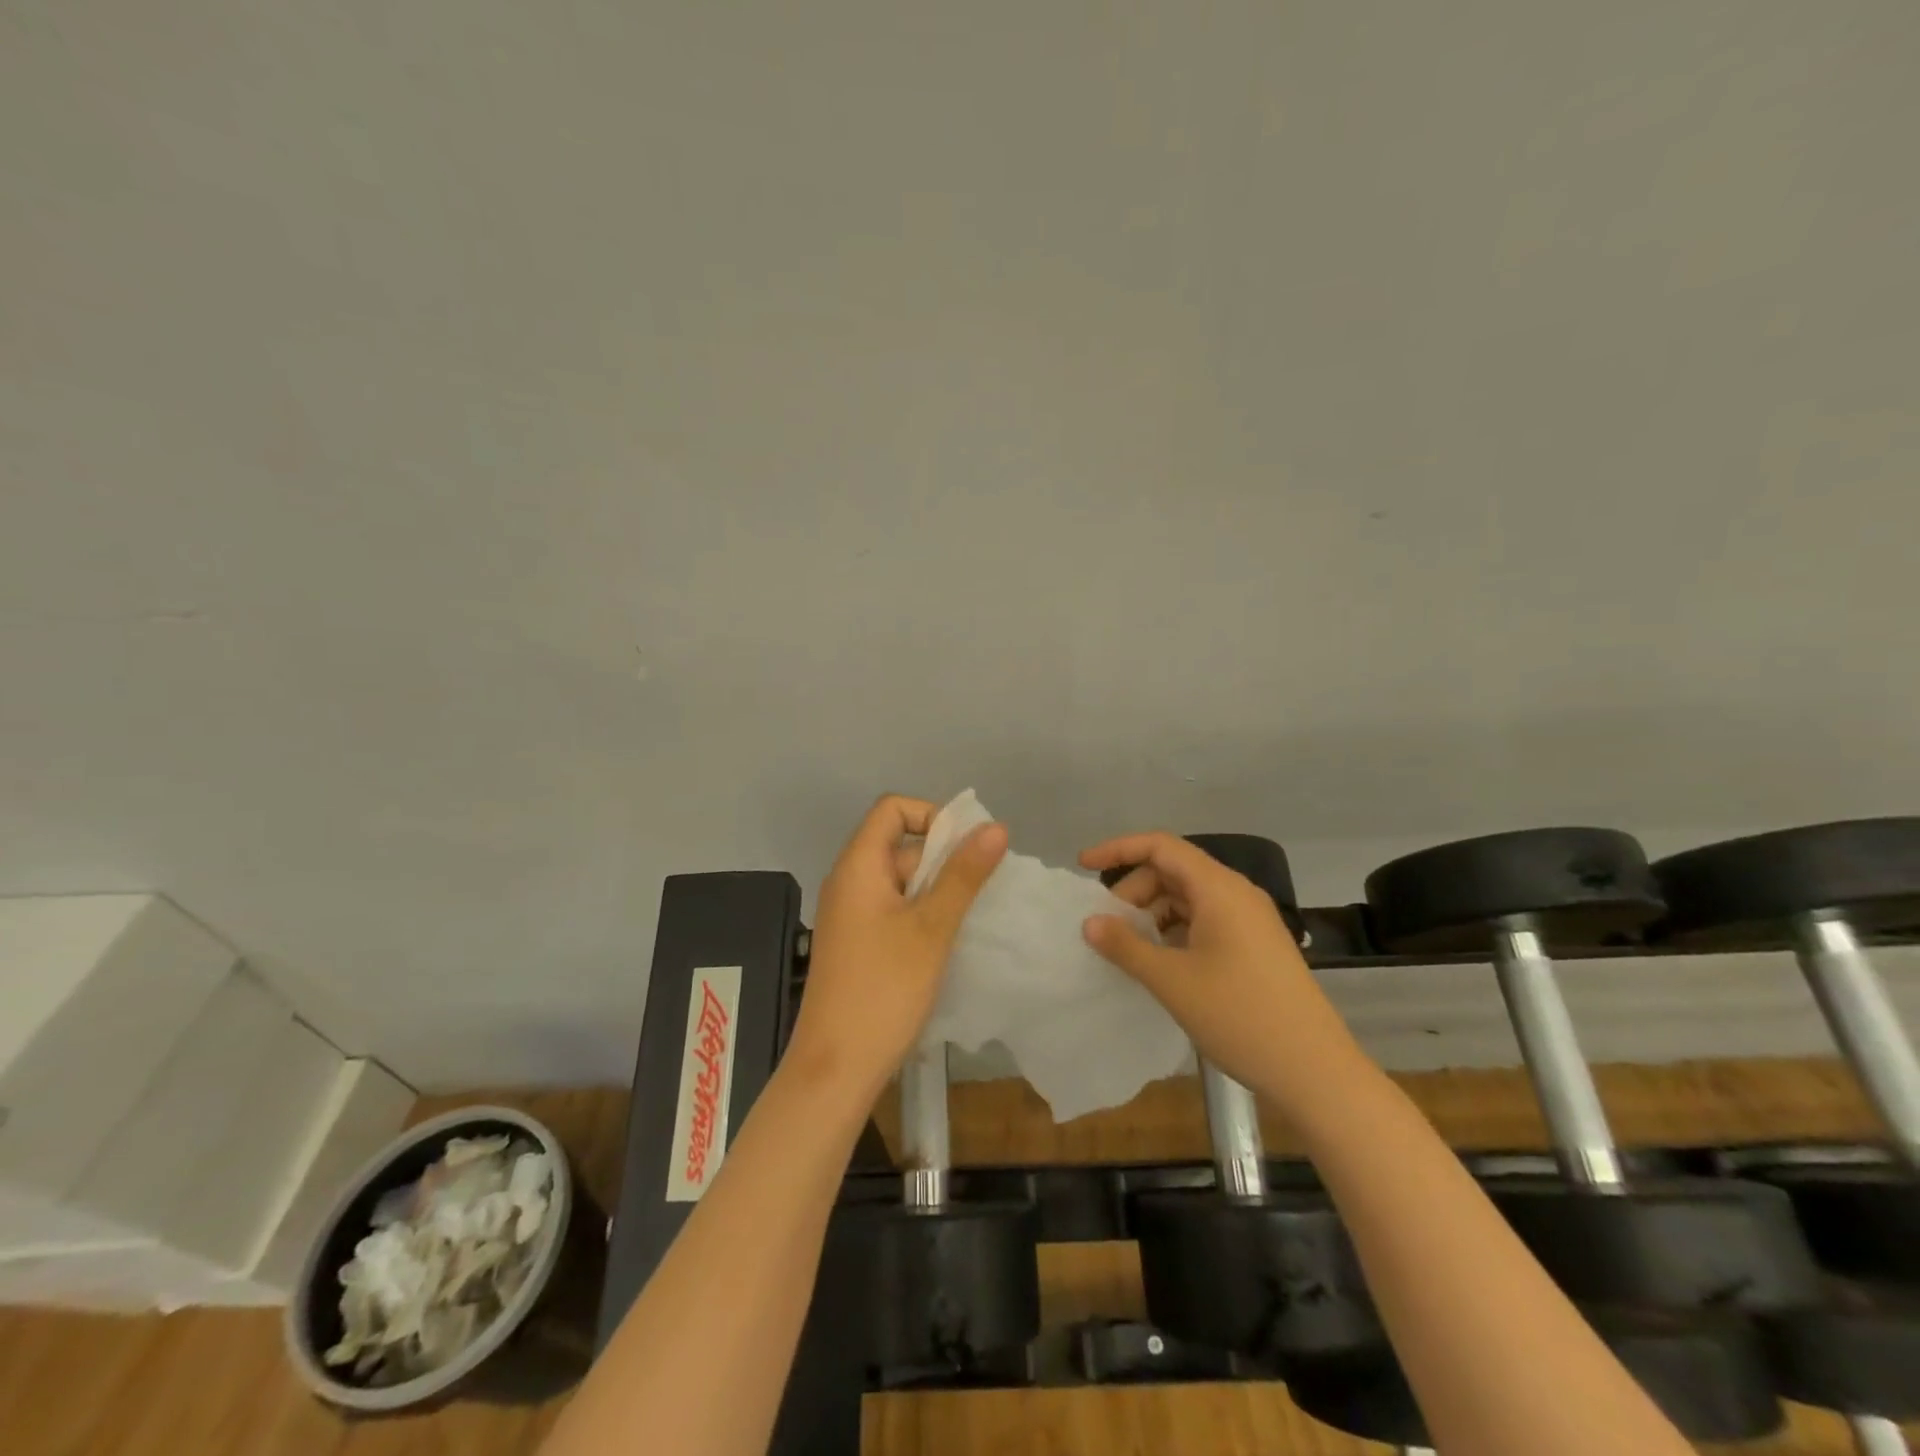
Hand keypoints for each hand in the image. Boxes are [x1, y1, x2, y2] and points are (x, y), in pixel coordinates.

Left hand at [785, 795, 1007, 1106]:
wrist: (835, 1068)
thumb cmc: (884, 989)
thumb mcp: (932, 927)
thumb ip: (963, 874)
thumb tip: (995, 826)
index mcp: (858, 865)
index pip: (892, 808)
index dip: (932, 815)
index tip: (966, 849)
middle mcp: (848, 881)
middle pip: (898, 843)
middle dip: (942, 858)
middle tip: (979, 891)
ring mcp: (849, 914)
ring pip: (899, 880)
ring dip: (936, 889)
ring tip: (968, 918)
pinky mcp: (855, 942)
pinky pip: (892, 909)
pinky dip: (921, 913)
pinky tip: (945, 942)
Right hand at [1080, 831, 1353, 1098]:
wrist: (1315, 1071)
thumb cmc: (1239, 1016)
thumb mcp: (1172, 981)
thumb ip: (1126, 946)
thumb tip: (1091, 921)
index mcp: (1219, 889)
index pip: (1161, 846)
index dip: (1119, 848)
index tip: (1083, 865)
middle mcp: (1236, 894)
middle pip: (1173, 871)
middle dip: (1134, 891)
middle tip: (1109, 928)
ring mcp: (1250, 920)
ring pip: (1188, 898)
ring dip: (1154, 914)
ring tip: (1132, 950)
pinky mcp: (1256, 946)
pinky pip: (1205, 921)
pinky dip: (1176, 931)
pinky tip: (1163, 964)